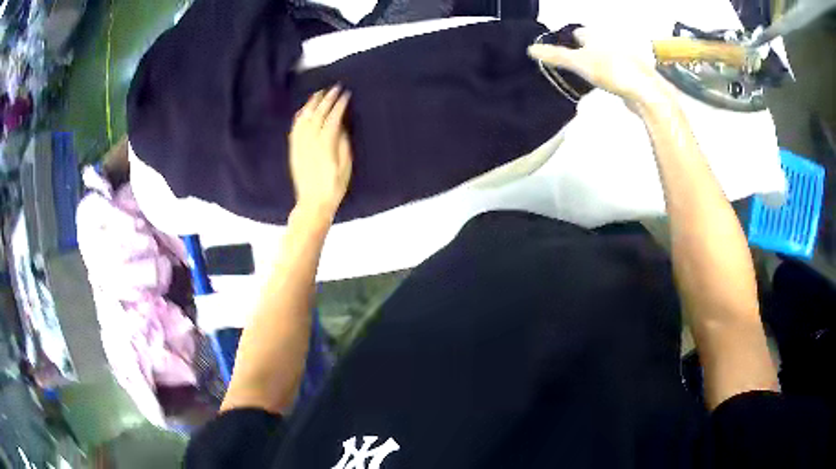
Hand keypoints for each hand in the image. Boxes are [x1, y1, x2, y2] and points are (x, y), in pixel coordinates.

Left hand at [289, 85, 352, 219]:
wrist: (313, 203)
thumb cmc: (334, 187)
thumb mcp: (345, 166)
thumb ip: (343, 144)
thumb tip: (341, 128)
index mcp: (326, 145)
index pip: (333, 118)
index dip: (339, 105)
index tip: (346, 94)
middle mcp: (311, 142)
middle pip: (318, 115)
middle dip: (327, 99)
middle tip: (334, 88)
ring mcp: (300, 145)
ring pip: (304, 119)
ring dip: (311, 104)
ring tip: (319, 93)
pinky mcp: (294, 150)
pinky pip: (295, 129)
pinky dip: (299, 117)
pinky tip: (303, 110)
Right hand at [528, 28, 669, 105]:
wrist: (644, 89)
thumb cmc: (610, 70)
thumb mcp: (578, 63)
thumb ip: (556, 56)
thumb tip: (531, 50)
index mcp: (595, 35)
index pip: (578, 33)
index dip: (569, 41)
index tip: (562, 53)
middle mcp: (610, 41)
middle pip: (593, 44)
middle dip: (584, 52)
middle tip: (573, 66)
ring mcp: (624, 56)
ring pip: (606, 56)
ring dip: (598, 63)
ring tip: (588, 77)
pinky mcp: (634, 72)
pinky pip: (617, 70)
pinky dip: (610, 75)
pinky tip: (607, 85)